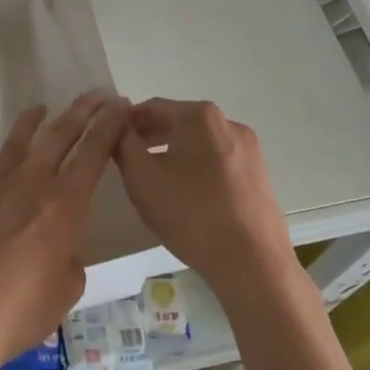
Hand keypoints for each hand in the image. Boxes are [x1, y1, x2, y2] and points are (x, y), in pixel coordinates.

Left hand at [0, 92, 128, 369]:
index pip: (94, 152)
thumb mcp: (68, 289)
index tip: (121, 105)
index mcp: (64, 204)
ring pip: (15, 141)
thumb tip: (59, 247)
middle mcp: (29, 183)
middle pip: (59, 134)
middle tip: (96, 94)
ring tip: (40, 108)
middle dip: (81, 111)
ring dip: (31, 121)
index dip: (110, 125)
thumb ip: (70, 257)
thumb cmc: (21, 311)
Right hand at [115, 98, 293, 297]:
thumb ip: (123, 143)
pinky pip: (218, 161)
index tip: (109, 138)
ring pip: (199, 142)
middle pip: (179, 122)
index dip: (126, 121)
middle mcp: (229, 123)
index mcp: (200, 116)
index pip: (152, 106)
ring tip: (154, 179)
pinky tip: (186, 194)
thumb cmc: (190, 214)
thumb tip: (117, 124)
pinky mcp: (259, 175)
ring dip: (173, 152)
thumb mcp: (141, 178)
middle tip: (127, 158)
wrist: (252, 263)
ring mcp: (249, 149)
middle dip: (151, 136)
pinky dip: (197, 168)